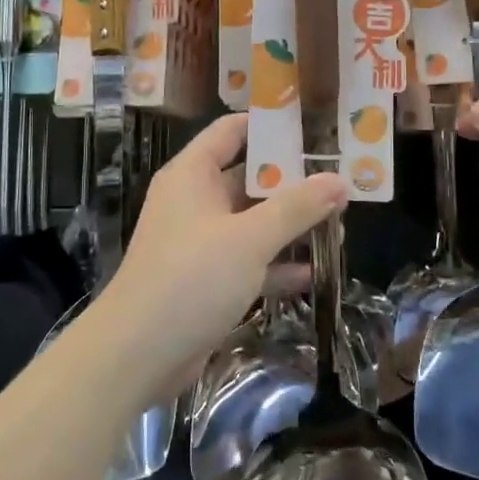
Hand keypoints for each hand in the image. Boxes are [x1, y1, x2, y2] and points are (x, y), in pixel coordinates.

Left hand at [92, 114, 345, 396]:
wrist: (138, 354)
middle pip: (249, 178)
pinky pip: (248, 261)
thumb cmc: (192, 278)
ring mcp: (200, 242)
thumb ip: (297, 207)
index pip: (232, 131)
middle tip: (340, 181)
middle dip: (293, 182)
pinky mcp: (206, 280)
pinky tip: (312, 274)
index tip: (314, 126)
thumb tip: (339, 181)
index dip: (270, 125)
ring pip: (253, 222)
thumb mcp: (251, 238)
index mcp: (193, 174)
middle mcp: (195, 201)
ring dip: (290, 226)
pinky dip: (276, 265)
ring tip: (339, 226)